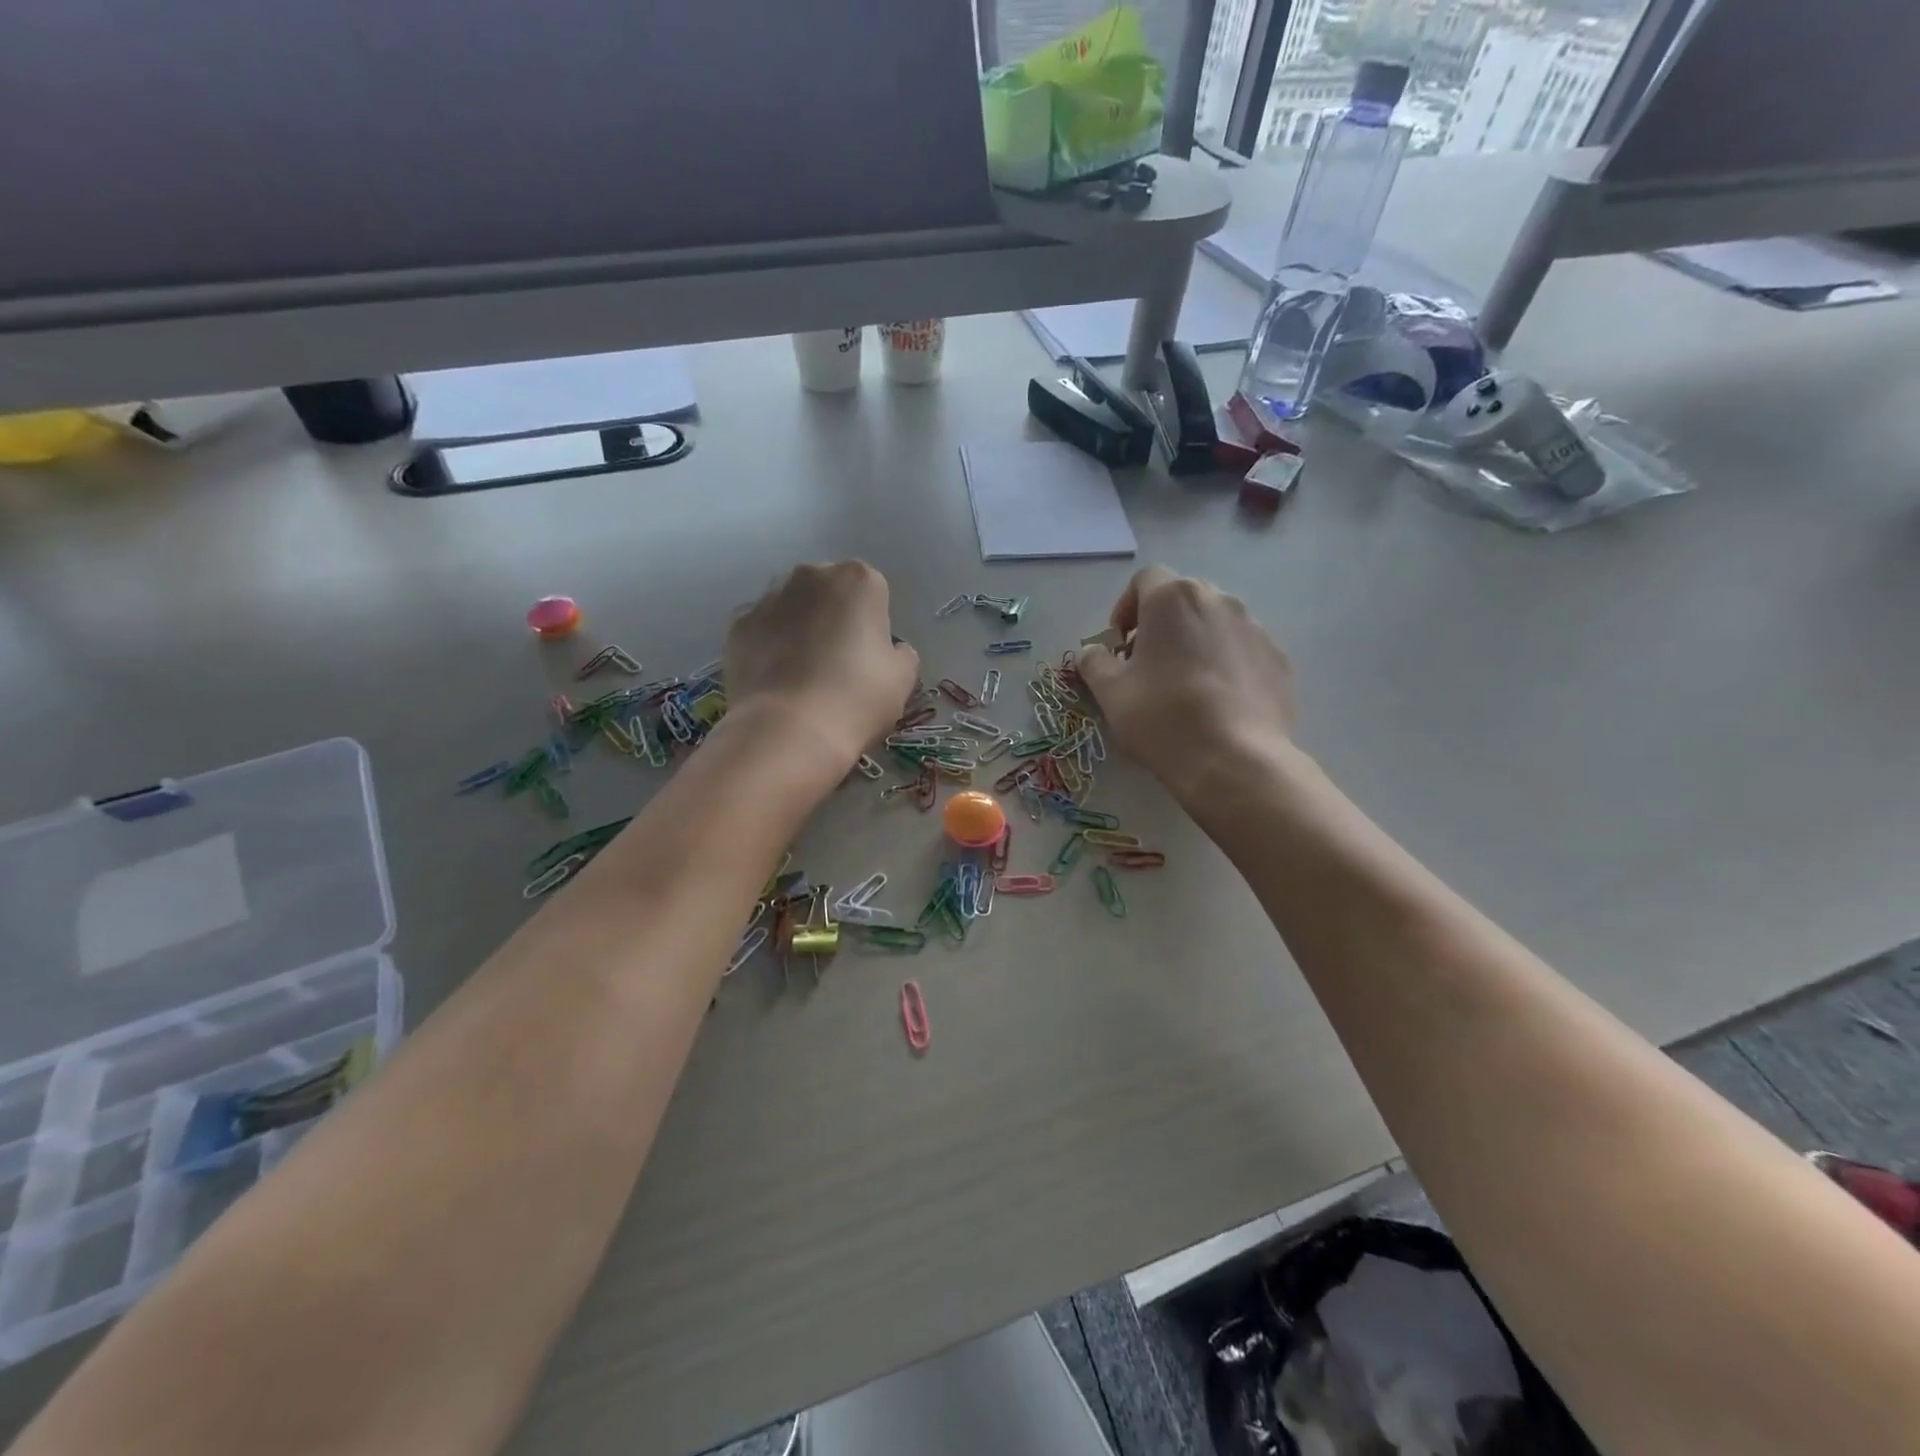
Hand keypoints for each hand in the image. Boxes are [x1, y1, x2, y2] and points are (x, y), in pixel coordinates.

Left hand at [724, 561, 918, 772]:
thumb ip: (900, 654)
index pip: (872, 592)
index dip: (872, 624)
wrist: (788, 731)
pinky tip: (776, 682)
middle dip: (832, 617)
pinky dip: (767, 648)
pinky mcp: (737, 626)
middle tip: (836, 663)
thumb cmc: (857, 699)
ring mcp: (767, 598)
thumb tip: (890, 651)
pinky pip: (761, 631)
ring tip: (802, 675)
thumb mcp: (902, 679)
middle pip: (828, 592)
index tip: (869, 656)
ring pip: (790, 608)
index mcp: (858, 580)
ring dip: (798, 629)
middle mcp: (810, 576)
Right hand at [1077, 566, 1297, 804]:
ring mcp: (1255, 627)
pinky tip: (1219, 702)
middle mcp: (1219, 600)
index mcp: (1172, 599)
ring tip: (1186, 684)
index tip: (1120, 643)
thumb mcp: (1110, 693)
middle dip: (1163, 623)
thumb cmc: (1162, 717)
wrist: (1234, 760)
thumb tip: (1093, 652)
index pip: (1146, 579)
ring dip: (1197, 641)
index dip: (1127, 606)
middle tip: (1149, 663)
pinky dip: (1227, 664)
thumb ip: (1095, 663)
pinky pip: (1244, 650)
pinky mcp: (1279, 658)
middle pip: (1183, 598)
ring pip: (1217, 623)